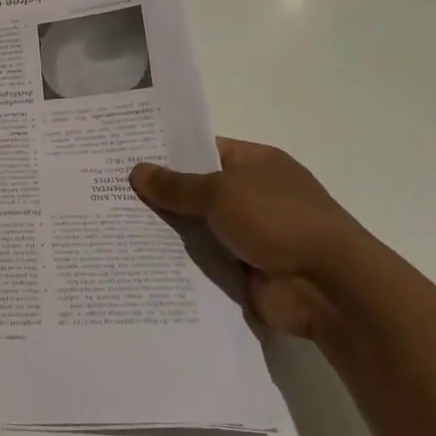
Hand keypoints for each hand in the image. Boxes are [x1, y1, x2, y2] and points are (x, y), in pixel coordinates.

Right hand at [130, 140, 374, 339]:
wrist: (327, 287)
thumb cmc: (278, 220)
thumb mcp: (220, 192)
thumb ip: (176, 185)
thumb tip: (137, 171)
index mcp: (256, 163)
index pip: (204, 149)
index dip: (167, 151)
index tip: (125, 155)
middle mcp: (252, 195)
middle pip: (196, 190)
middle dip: (158, 193)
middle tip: (107, 190)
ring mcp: (248, 234)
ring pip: (195, 227)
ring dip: (164, 230)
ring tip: (109, 225)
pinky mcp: (242, 270)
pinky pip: (201, 261)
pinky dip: (177, 261)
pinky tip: (136, 258)